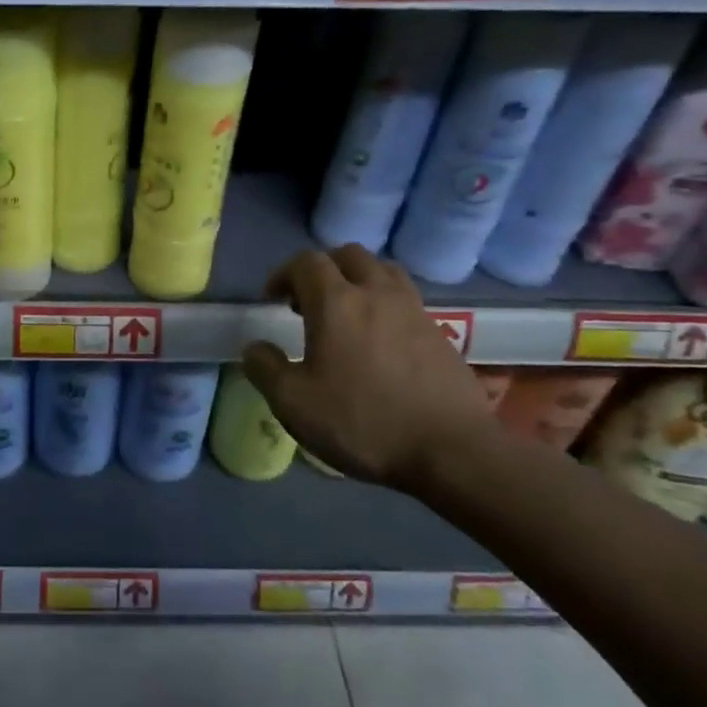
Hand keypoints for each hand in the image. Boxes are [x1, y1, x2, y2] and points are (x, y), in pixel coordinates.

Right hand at [242, 245, 494, 492]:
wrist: (452, 451)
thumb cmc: (363, 423)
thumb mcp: (294, 404)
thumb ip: (265, 369)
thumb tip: (255, 347)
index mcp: (335, 303)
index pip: (306, 262)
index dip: (283, 273)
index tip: (272, 300)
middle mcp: (376, 293)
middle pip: (348, 255)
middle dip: (322, 269)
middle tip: (307, 301)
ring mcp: (413, 310)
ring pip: (382, 271)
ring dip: (358, 279)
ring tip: (346, 312)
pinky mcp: (440, 332)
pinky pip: (406, 298)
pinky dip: (385, 303)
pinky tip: (379, 339)